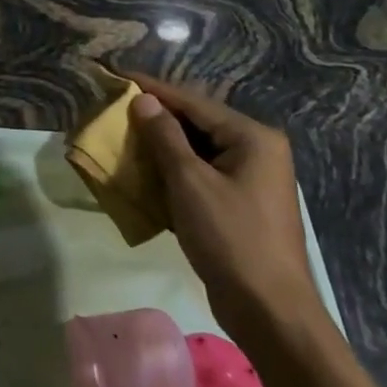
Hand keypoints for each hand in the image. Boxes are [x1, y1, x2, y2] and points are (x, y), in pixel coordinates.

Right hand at [126, 74, 323, 351]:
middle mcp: (258, 151)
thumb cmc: (230, 238)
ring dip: (162, 145)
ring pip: (198, 149)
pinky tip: (146, 172)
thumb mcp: (190, 182)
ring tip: (124, 136)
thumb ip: (165, 136)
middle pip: (198, 123)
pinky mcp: (242, 204)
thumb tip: (143, 100)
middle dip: (157, 118)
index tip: (118, 75)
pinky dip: (175, 170)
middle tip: (116, 109)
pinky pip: (202, 173)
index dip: (153, 89)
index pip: (193, 102)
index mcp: (253, 138)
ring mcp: (252, 179)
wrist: (270, 311)